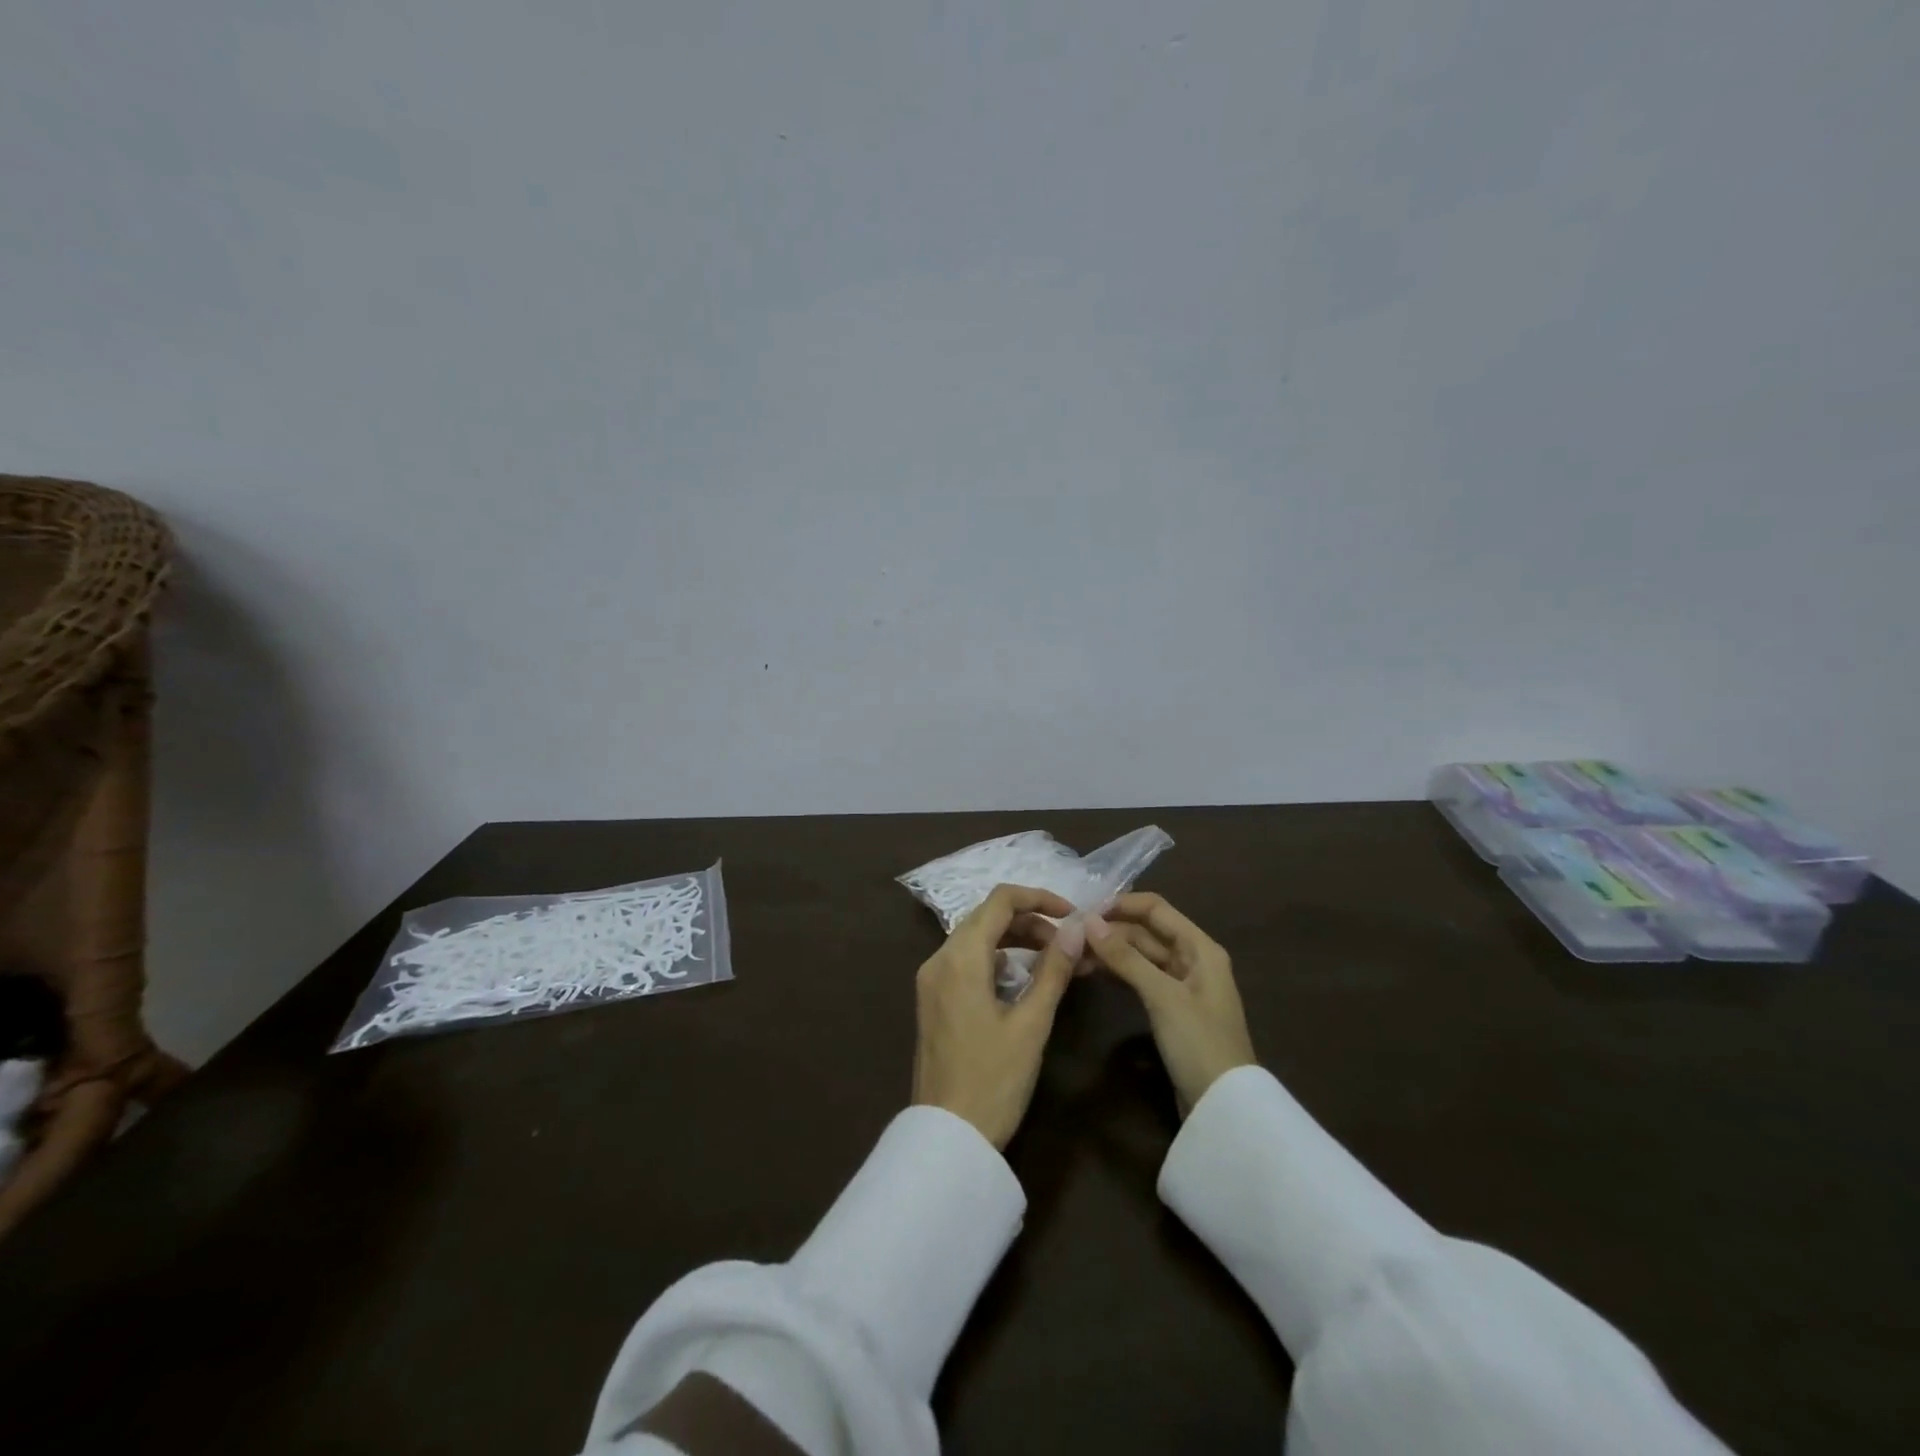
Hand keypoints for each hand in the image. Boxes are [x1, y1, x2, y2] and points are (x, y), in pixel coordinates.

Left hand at [913, 884, 1078, 1149]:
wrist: (946, 1137)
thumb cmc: (993, 1080)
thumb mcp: (1031, 1024)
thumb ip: (1053, 970)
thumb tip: (1076, 929)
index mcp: (960, 957)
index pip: (1000, 900)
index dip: (1039, 898)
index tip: (1073, 914)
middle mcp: (939, 959)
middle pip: (987, 917)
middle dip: (1031, 921)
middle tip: (1069, 944)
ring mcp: (931, 980)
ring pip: (977, 939)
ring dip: (1015, 941)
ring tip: (1055, 961)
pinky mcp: (933, 1000)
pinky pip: (966, 962)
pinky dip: (997, 961)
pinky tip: (1023, 982)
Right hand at [1085, 893, 1255, 1115]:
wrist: (1224, 1107)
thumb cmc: (1199, 1042)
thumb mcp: (1162, 996)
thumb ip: (1126, 957)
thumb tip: (1088, 921)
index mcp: (1200, 947)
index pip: (1156, 909)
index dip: (1121, 904)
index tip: (1084, 910)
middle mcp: (1192, 959)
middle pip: (1146, 932)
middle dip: (1110, 931)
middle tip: (1070, 937)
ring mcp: (1182, 985)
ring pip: (1141, 956)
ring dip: (1111, 952)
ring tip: (1074, 955)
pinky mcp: (1171, 1008)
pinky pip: (1141, 978)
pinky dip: (1119, 973)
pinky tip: (1093, 973)